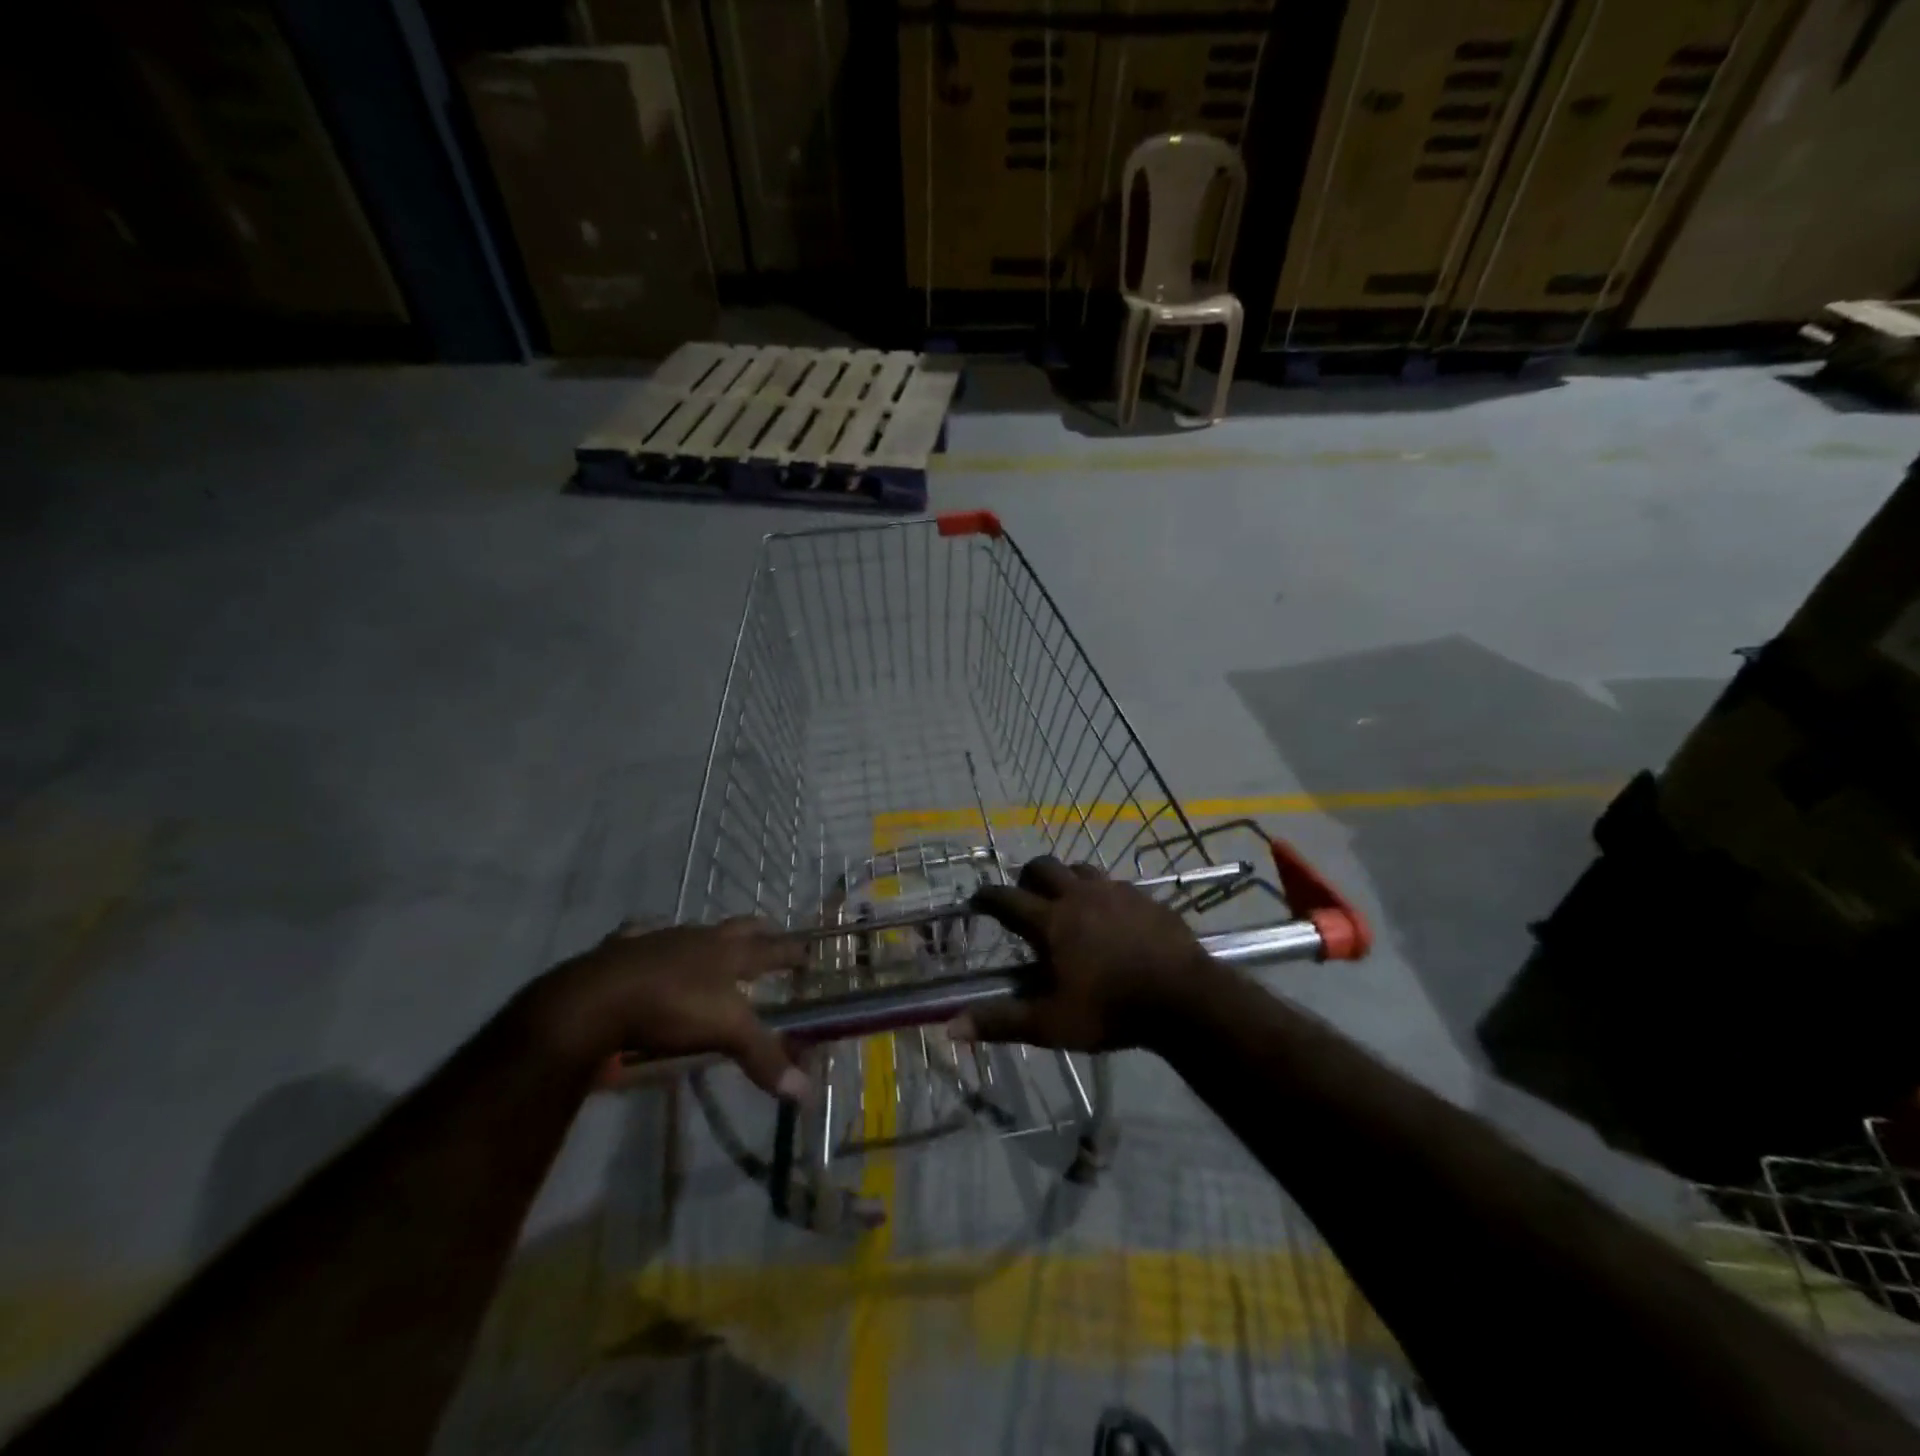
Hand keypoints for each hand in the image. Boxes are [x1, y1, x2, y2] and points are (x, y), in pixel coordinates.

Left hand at [527, 918, 809, 1098]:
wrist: (595, 998)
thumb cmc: (670, 1008)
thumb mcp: (725, 1032)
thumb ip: (762, 1056)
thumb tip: (804, 1093)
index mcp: (728, 952)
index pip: (772, 948)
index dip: (793, 951)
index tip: (809, 951)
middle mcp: (699, 938)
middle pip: (738, 927)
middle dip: (759, 930)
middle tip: (771, 934)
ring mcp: (660, 939)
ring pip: (694, 931)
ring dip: (708, 938)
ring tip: (713, 948)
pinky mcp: (624, 949)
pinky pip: (642, 936)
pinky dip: (651, 941)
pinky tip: (649, 947)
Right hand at [956, 856, 1216, 1051]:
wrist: (1184, 997)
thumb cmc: (1111, 1010)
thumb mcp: (1050, 1024)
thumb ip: (1001, 1021)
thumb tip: (949, 1027)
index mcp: (1051, 921)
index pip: (1007, 898)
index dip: (987, 896)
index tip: (977, 898)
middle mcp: (1079, 895)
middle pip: (1043, 867)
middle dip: (1027, 876)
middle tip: (1025, 895)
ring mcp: (1115, 892)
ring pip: (1081, 869)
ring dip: (1067, 879)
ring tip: (1068, 901)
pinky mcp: (1146, 897)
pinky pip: (1116, 884)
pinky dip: (1104, 893)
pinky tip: (1112, 914)